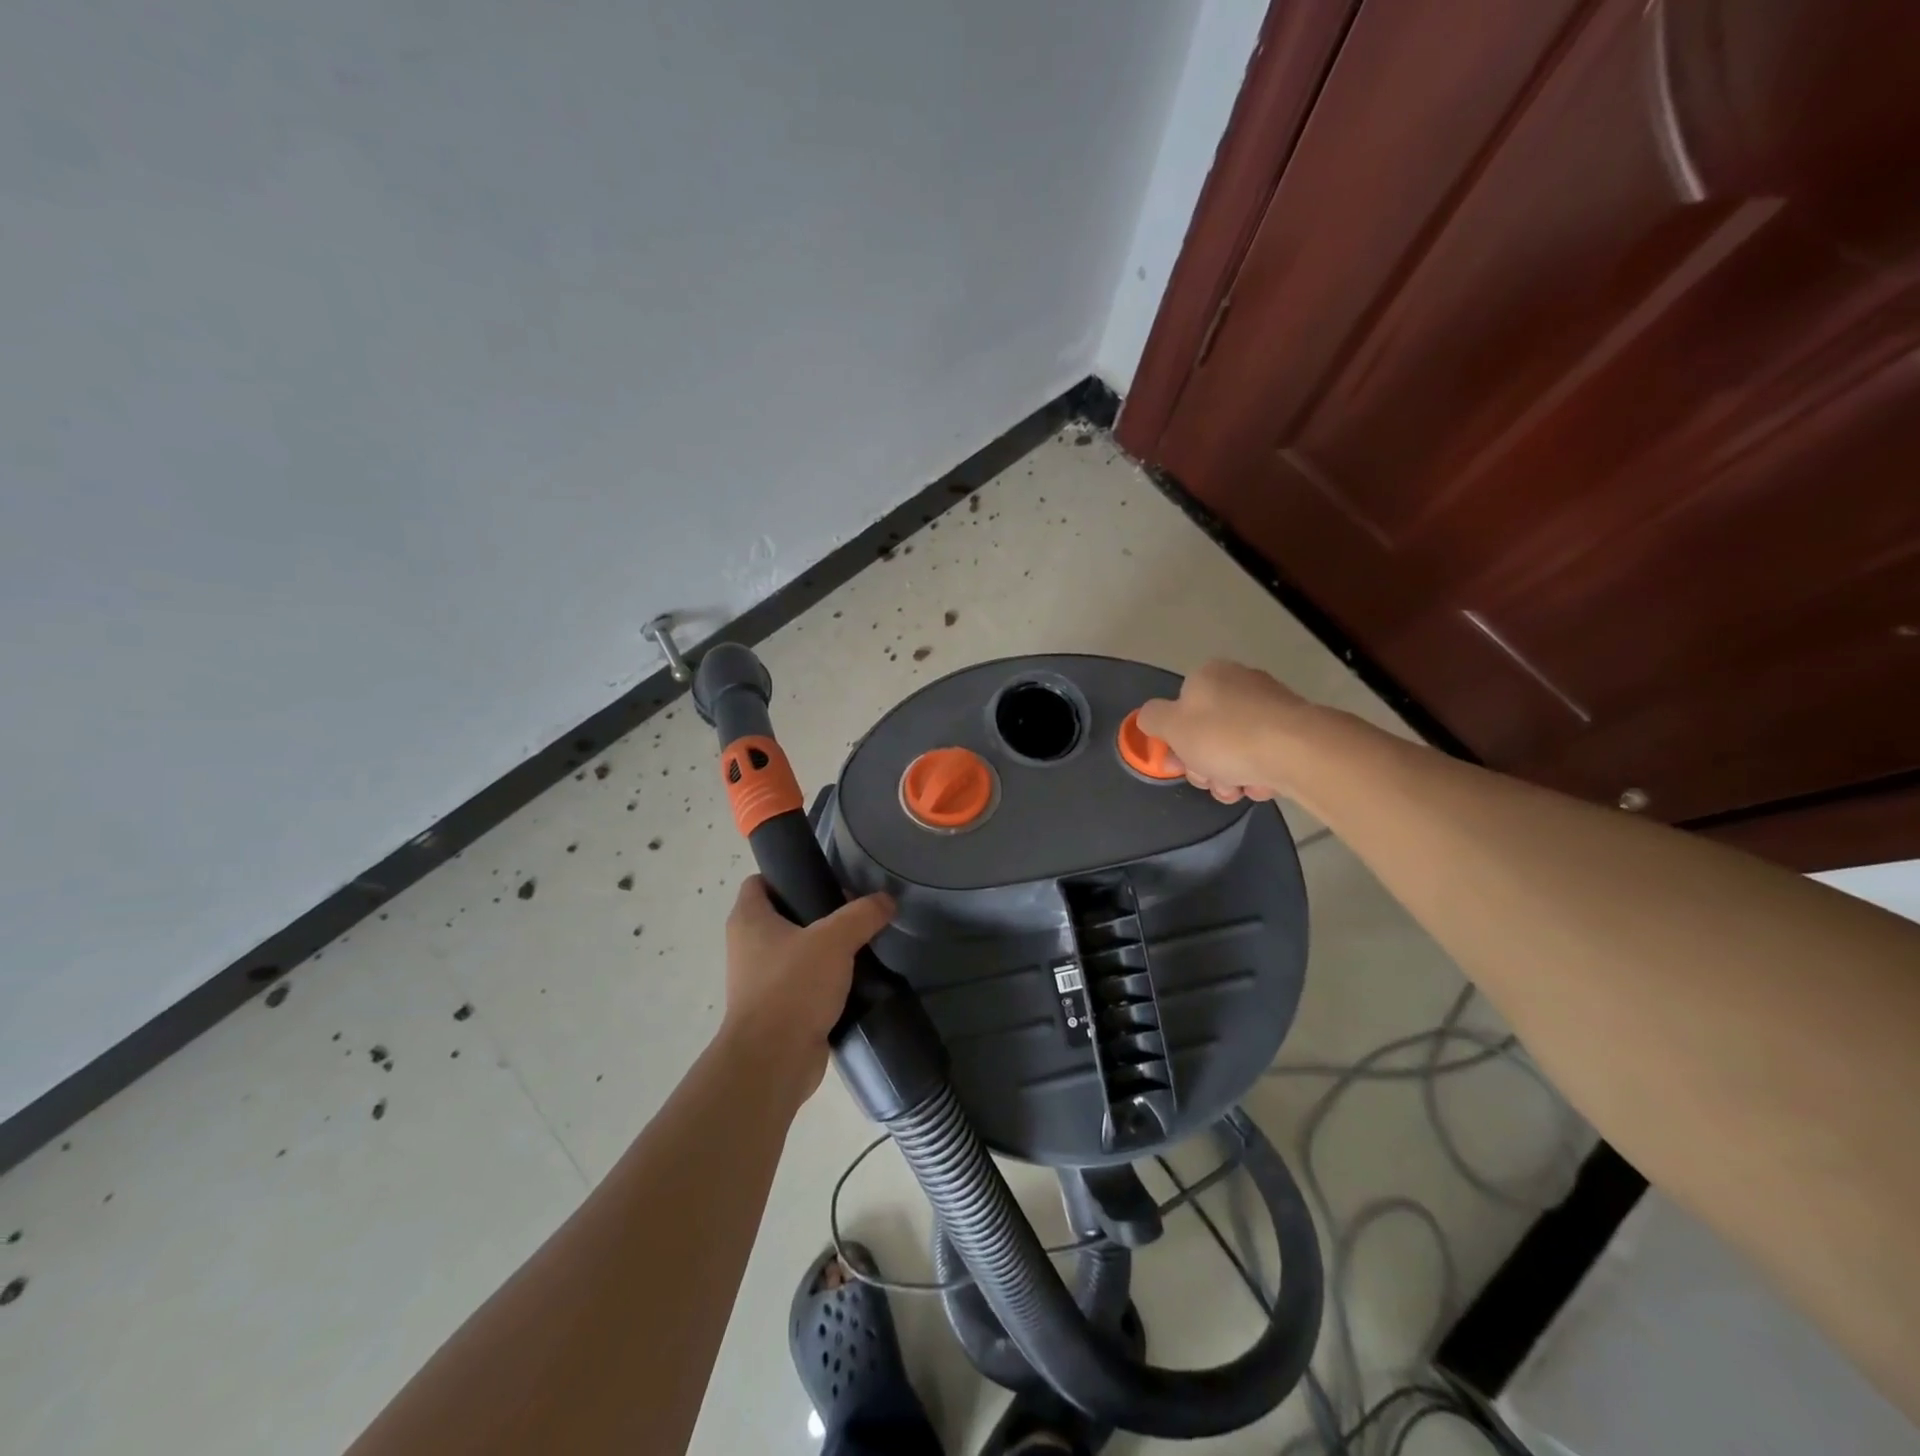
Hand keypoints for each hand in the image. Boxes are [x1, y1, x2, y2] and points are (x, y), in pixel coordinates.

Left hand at [722, 876, 894, 1098]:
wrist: (773, 1061)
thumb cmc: (793, 987)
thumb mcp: (834, 940)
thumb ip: (862, 915)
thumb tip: (886, 900)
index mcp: (748, 919)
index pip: (760, 881)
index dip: (788, 874)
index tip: (823, 878)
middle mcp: (747, 946)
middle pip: (782, 914)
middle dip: (816, 912)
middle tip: (852, 911)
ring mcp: (759, 980)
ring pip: (795, 950)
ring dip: (823, 948)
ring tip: (859, 944)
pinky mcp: (776, 1009)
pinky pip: (802, 983)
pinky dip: (824, 980)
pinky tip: (854, 979)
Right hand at [1135, 660, 1312, 803]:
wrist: (1297, 750)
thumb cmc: (1225, 736)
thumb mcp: (1172, 726)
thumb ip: (1152, 718)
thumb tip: (1150, 716)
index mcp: (1208, 676)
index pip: (1180, 708)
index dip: (1176, 741)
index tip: (1180, 764)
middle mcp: (1240, 682)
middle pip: (1207, 732)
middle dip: (1205, 764)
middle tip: (1211, 780)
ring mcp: (1271, 705)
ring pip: (1235, 748)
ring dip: (1230, 774)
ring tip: (1238, 788)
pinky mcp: (1296, 729)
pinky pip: (1265, 754)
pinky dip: (1258, 772)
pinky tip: (1261, 784)